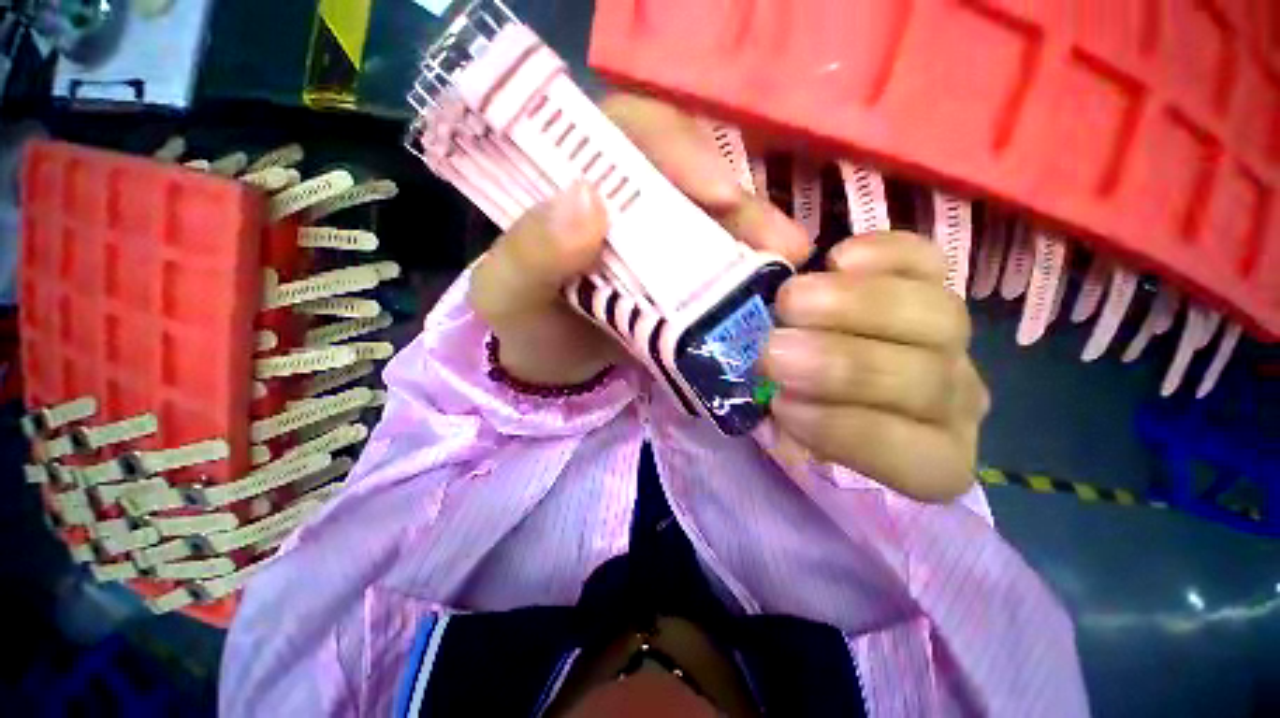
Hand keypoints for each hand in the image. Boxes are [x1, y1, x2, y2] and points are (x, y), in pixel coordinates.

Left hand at [469, 93, 808, 385]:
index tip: (716, 193)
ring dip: (753, 232)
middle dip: (736, 200)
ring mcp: (657, 237)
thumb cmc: (524, 328)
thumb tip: (587, 198)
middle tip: (778, 238)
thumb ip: (530, 251)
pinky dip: (745, 266)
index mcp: (574, 181)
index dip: (678, 149)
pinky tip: (771, 280)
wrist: (551, 372)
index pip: (629, 132)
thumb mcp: (508, 293)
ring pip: (712, 215)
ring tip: (790, 258)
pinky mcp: (678, 274)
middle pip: (687, 172)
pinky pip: (718, 257)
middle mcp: (624, 198)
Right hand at [759, 232, 990, 501]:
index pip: (904, 451)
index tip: (780, 405)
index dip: (840, 427)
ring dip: (852, 306)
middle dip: (841, 365)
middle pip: (922, 379)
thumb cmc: (803, 408)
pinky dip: (884, 256)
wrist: (824, 365)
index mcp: (927, 456)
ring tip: (788, 300)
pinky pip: (927, 261)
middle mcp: (953, 398)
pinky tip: (836, 259)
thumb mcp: (789, 428)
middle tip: (773, 350)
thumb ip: (786, 419)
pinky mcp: (935, 281)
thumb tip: (778, 396)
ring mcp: (952, 337)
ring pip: (932, 316)